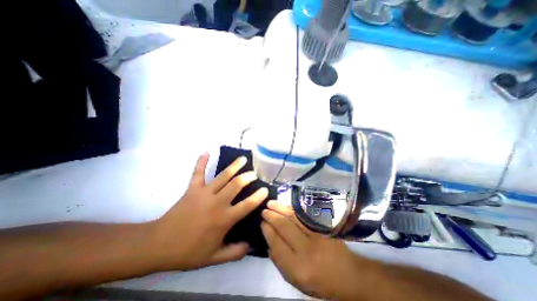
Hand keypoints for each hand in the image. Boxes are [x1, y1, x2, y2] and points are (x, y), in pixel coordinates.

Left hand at [150, 153, 267, 270]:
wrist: (159, 245)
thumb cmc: (189, 251)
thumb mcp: (214, 258)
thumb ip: (235, 252)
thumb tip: (251, 244)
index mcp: (224, 219)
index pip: (247, 205)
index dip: (258, 196)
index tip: (265, 189)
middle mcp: (217, 202)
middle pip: (237, 185)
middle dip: (248, 177)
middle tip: (254, 173)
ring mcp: (204, 193)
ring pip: (223, 176)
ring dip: (234, 166)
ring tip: (242, 159)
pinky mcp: (192, 189)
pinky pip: (198, 173)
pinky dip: (202, 161)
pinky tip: (206, 151)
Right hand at [263, 201, 366, 299]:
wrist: (349, 275)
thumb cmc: (320, 282)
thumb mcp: (297, 282)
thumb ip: (281, 264)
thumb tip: (269, 245)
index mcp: (297, 269)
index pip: (277, 245)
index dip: (268, 232)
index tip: (261, 223)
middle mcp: (305, 251)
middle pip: (284, 228)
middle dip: (272, 217)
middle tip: (263, 210)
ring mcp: (315, 237)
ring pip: (293, 219)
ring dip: (280, 209)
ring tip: (270, 203)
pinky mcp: (321, 229)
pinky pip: (303, 217)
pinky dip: (291, 210)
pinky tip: (285, 206)